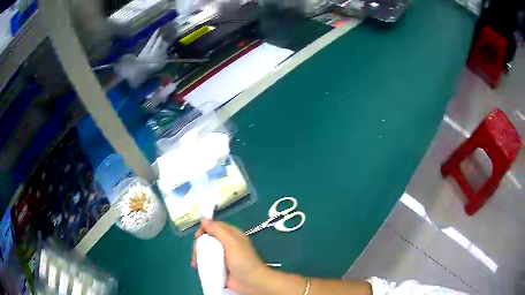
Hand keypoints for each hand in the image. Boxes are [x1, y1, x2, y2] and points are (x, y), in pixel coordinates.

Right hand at [192, 219, 266, 292]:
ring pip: (205, 250)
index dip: (204, 229)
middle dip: (199, 244)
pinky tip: (195, 266)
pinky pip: (206, 261)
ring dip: (197, 254)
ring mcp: (222, 256)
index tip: (197, 237)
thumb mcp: (231, 242)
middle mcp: (226, 243)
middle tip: (196, 252)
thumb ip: (218, 230)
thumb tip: (204, 219)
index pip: (214, 226)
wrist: (250, 281)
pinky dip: (200, 262)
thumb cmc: (242, 260)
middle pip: (207, 238)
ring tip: (195, 262)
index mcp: (231, 235)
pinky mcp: (219, 266)